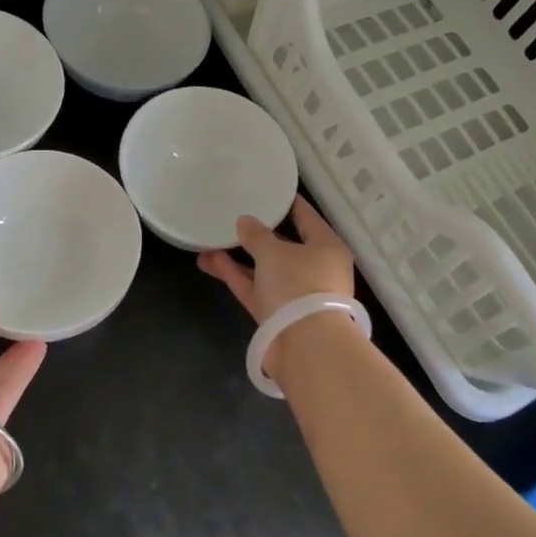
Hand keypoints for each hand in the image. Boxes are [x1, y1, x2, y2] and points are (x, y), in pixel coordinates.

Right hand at [196, 195, 355, 322]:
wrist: (305, 346)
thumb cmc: (298, 285)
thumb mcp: (274, 252)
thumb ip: (256, 234)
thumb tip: (245, 221)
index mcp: (326, 247)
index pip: (306, 217)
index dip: (287, 203)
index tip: (268, 190)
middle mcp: (315, 269)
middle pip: (284, 245)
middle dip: (257, 234)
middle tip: (234, 216)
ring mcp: (295, 294)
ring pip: (264, 269)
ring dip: (238, 256)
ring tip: (209, 239)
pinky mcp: (277, 315)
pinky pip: (254, 288)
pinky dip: (235, 275)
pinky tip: (209, 261)